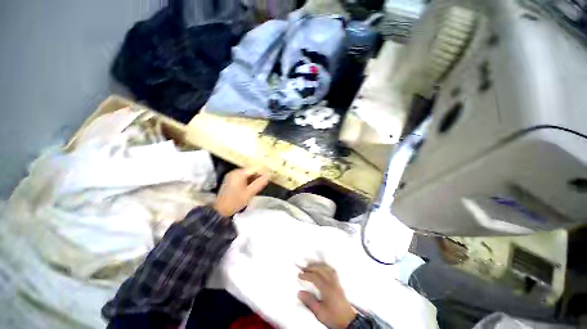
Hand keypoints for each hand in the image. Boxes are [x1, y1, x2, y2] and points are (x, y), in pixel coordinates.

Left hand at [214, 168, 269, 216]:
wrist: (220, 211)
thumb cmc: (235, 202)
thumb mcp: (249, 194)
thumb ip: (259, 184)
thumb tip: (268, 176)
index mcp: (239, 174)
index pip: (254, 168)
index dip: (263, 170)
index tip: (271, 172)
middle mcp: (235, 172)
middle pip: (250, 170)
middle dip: (259, 174)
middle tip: (268, 178)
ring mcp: (232, 176)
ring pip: (247, 174)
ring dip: (254, 177)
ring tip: (262, 182)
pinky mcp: (230, 180)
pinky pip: (243, 177)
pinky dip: (249, 180)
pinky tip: (253, 185)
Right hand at [298, 263, 356, 328]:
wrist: (348, 322)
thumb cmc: (334, 318)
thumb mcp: (319, 313)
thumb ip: (309, 302)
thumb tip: (300, 293)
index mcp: (327, 289)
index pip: (315, 277)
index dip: (306, 275)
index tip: (299, 275)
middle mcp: (332, 283)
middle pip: (321, 269)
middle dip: (311, 267)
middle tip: (304, 268)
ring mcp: (337, 282)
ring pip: (327, 268)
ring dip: (318, 265)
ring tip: (311, 266)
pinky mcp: (339, 284)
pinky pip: (332, 271)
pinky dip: (326, 267)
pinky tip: (323, 267)